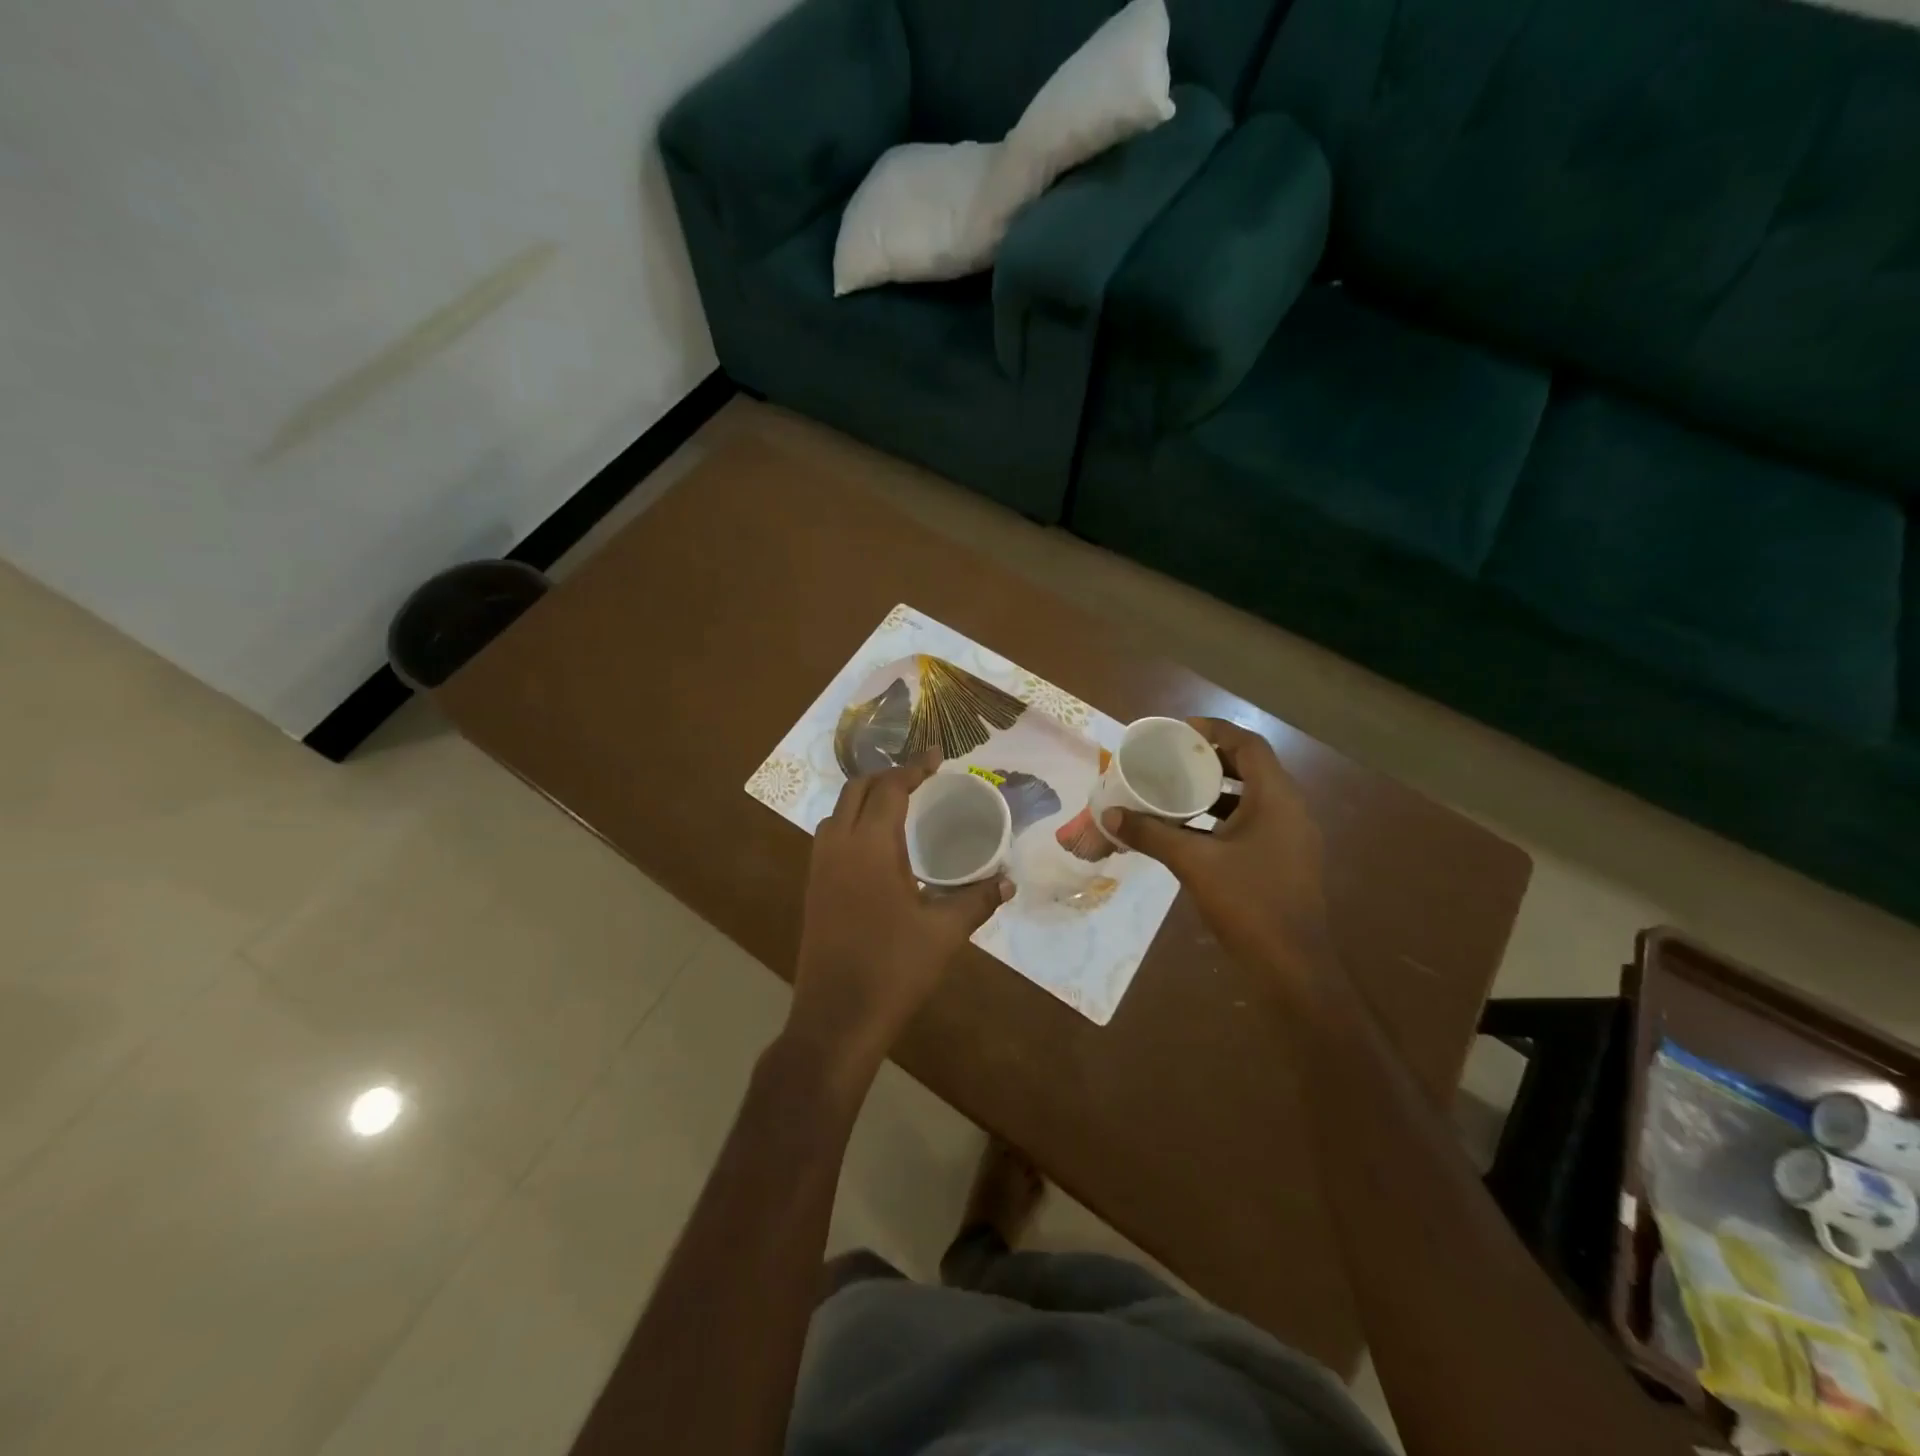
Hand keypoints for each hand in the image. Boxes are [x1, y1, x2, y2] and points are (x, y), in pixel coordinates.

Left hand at [786, 759, 1011, 1086]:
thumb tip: (1008, 881)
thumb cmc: (893, 969)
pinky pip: (830, 836)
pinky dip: (852, 823)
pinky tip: (877, 847)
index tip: (937, 757)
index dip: (914, 768)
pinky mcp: (812, 888)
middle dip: (887, 777)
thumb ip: (976, 900)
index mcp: (870, 846)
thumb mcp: (943, 932)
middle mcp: (838, 845)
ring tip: (899, 806)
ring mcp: (819, 867)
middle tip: (921, 780)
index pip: (890, 788)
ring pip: (838, 812)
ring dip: (865, 798)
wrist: (835, 1018)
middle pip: (857, 790)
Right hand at [1102, 718, 1329, 975]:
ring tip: (1174, 790)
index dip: (1214, 730)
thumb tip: (1110, 814)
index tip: (1177, 732)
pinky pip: (1252, 823)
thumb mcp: (1193, 863)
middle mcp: (1289, 810)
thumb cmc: (1248, 903)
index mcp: (1276, 798)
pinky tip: (1189, 831)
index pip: (1248, 744)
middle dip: (1209, 760)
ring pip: (1250, 797)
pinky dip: (1221, 818)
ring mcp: (1290, 837)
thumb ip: (1151, 834)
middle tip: (1170, 759)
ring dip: (1214, 790)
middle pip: (1250, 767)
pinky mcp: (1284, 860)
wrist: (1292, 968)